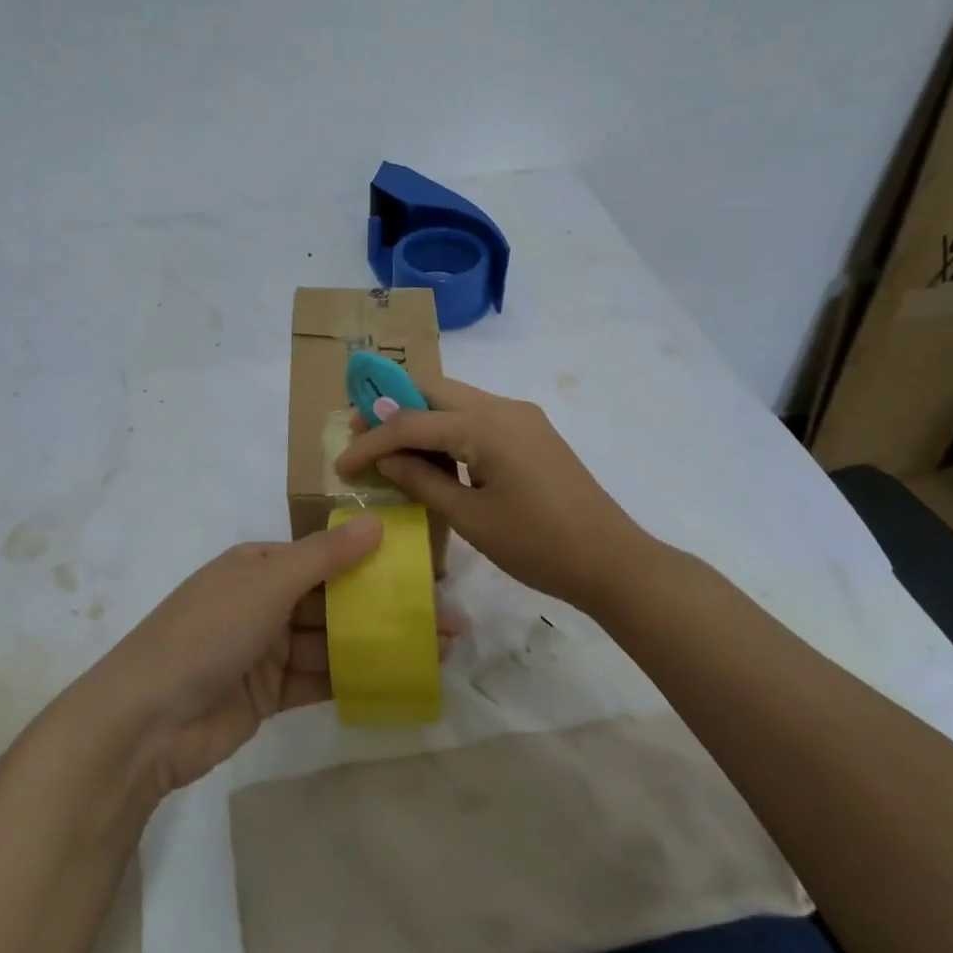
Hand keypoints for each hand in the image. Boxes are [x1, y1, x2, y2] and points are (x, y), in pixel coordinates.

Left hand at [91, 518, 462, 795]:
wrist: (146, 721)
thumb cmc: (207, 633)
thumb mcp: (267, 583)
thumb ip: (325, 556)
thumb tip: (377, 522)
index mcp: (260, 564)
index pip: (326, 555)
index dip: (374, 560)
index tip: (422, 570)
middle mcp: (265, 601)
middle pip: (336, 600)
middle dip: (387, 607)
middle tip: (445, 617)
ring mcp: (267, 650)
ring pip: (334, 641)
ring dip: (380, 644)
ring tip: (437, 650)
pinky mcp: (270, 694)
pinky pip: (321, 679)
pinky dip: (356, 678)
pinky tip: (400, 679)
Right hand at [336, 376, 651, 610]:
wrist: (612, 561)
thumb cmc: (538, 545)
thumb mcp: (470, 518)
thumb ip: (421, 481)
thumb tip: (384, 459)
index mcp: (486, 425)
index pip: (410, 421)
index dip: (371, 442)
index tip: (340, 466)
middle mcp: (502, 407)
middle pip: (432, 390)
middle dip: (390, 409)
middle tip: (359, 436)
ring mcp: (521, 417)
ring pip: (455, 401)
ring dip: (418, 418)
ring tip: (387, 448)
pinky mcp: (531, 433)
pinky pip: (477, 418)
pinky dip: (447, 431)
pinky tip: (431, 457)